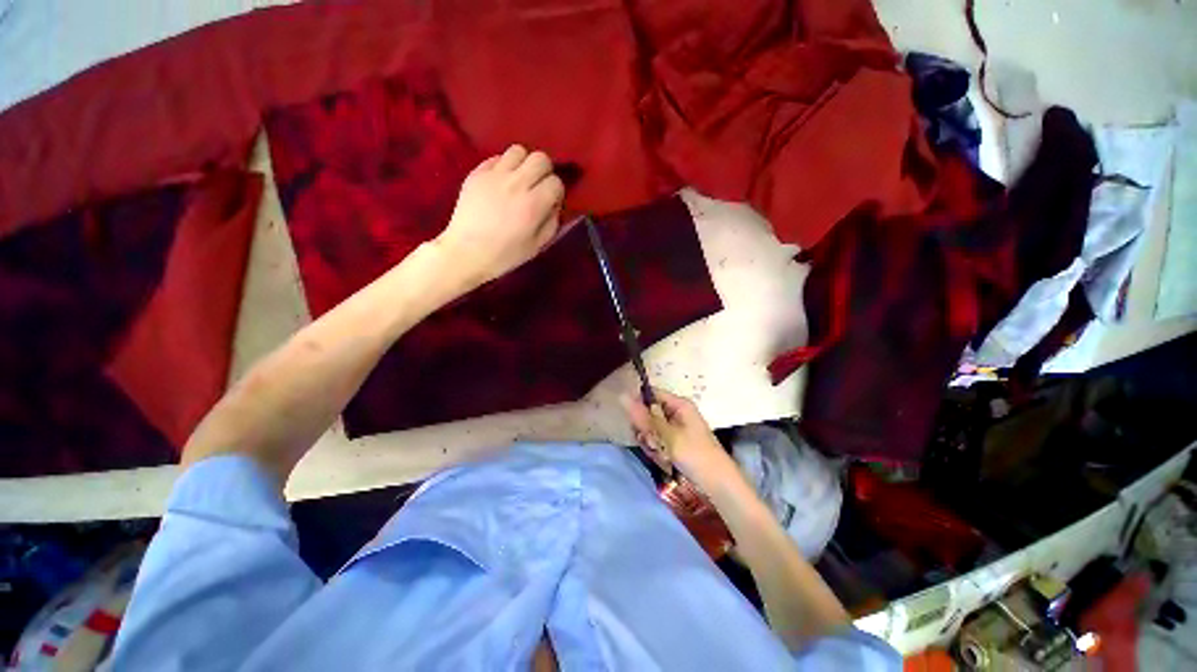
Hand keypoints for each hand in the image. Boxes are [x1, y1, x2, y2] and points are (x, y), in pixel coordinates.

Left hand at [434, 145, 563, 287]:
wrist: (466, 252)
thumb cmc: (505, 255)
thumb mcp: (537, 246)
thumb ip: (551, 222)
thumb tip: (554, 205)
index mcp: (533, 204)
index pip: (556, 182)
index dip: (557, 192)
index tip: (551, 202)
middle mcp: (516, 183)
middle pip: (540, 158)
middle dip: (545, 171)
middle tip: (539, 186)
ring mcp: (494, 175)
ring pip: (518, 151)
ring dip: (524, 164)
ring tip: (520, 179)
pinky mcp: (477, 173)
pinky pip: (497, 157)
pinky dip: (504, 166)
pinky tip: (501, 182)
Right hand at [621, 388, 740, 490]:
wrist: (718, 484)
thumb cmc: (695, 454)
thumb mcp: (666, 435)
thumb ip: (643, 417)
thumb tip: (622, 396)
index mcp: (679, 404)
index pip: (650, 394)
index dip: (639, 406)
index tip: (635, 424)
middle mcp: (677, 412)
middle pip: (648, 413)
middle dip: (646, 430)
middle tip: (651, 443)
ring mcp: (676, 428)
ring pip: (651, 429)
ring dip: (651, 443)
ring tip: (661, 455)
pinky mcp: (676, 441)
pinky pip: (658, 440)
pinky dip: (658, 450)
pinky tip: (664, 460)